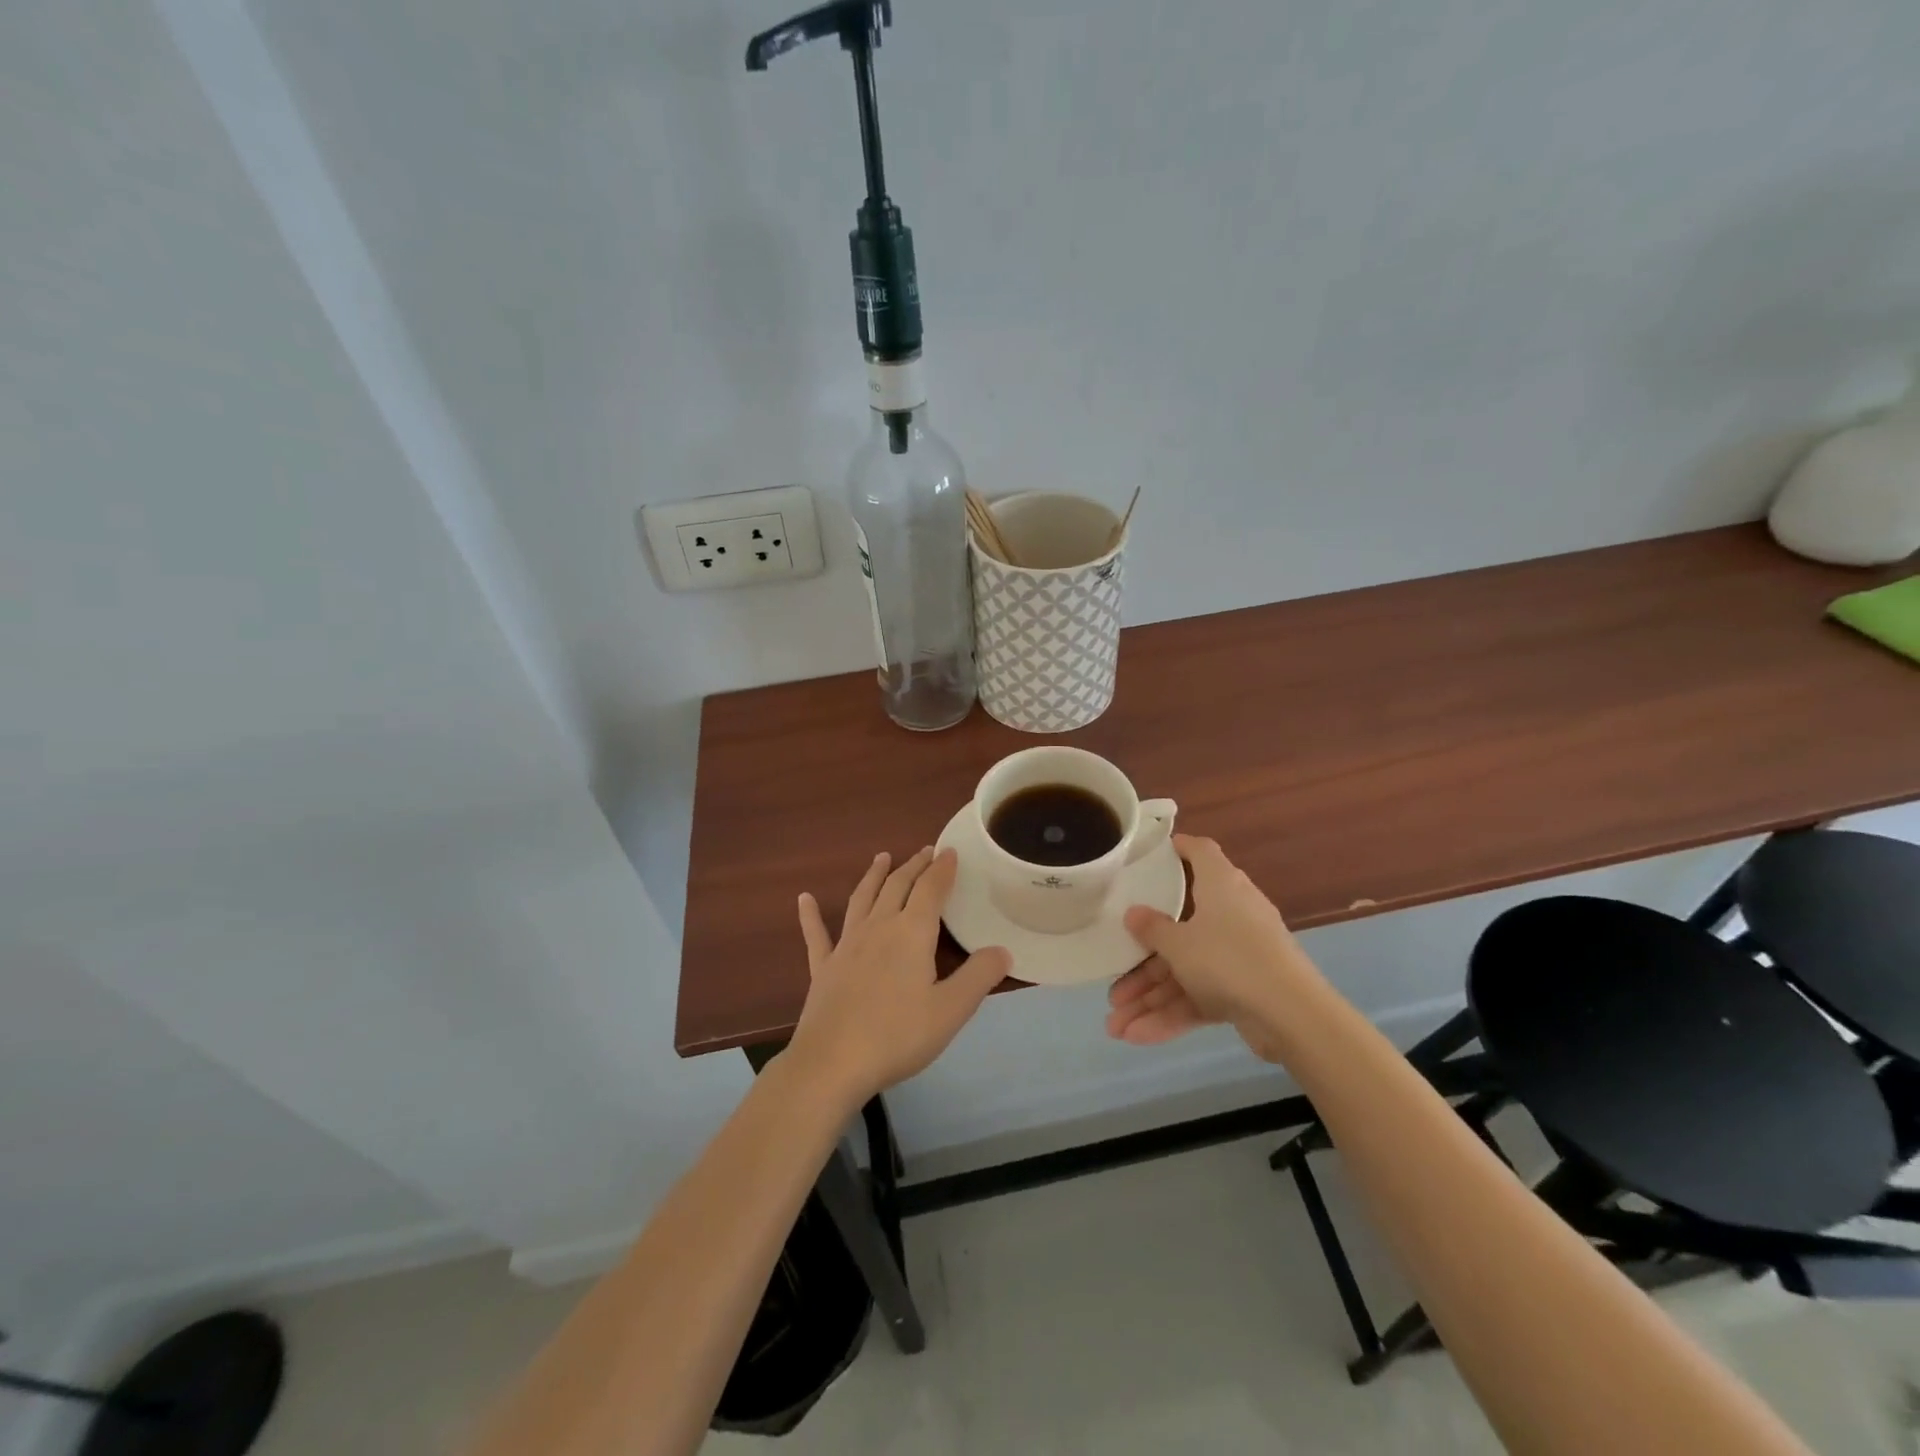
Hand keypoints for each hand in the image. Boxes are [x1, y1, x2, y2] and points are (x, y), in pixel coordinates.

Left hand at [785, 848, 1011, 1104]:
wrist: (833, 1063)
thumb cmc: (898, 1035)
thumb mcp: (951, 1010)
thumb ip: (979, 977)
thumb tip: (1002, 950)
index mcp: (911, 933)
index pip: (931, 890)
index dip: (942, 869)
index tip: (949, 851)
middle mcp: (878, 928)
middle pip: (897, 886)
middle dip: (914, 866)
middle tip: (925, 851)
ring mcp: (846, 945)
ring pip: (862, 899)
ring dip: (874, 876)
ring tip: (882, 858)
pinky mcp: (823, 967)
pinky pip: (816, 934)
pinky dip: (810, 914)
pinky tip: (804, 898)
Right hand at [1105, 834, 1314, 1060]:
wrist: (1292, 1016)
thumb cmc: (1229, 959)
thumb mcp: (1179, 943)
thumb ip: (1152, 928)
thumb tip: (1133, 913)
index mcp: (1221, 886)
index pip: (1200, 853)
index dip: (1179, 848)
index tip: (1154, 853)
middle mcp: (1231, 914)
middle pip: (1180, 929)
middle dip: (1143, 963)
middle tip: (1114, 983)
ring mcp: (1239, 955)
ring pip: (1186, 971)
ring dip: (1151, 999)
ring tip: (1115, 1026)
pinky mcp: (1245, 990)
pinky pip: (1201, 996)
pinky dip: (1173, 1015)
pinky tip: (1138, 1037)